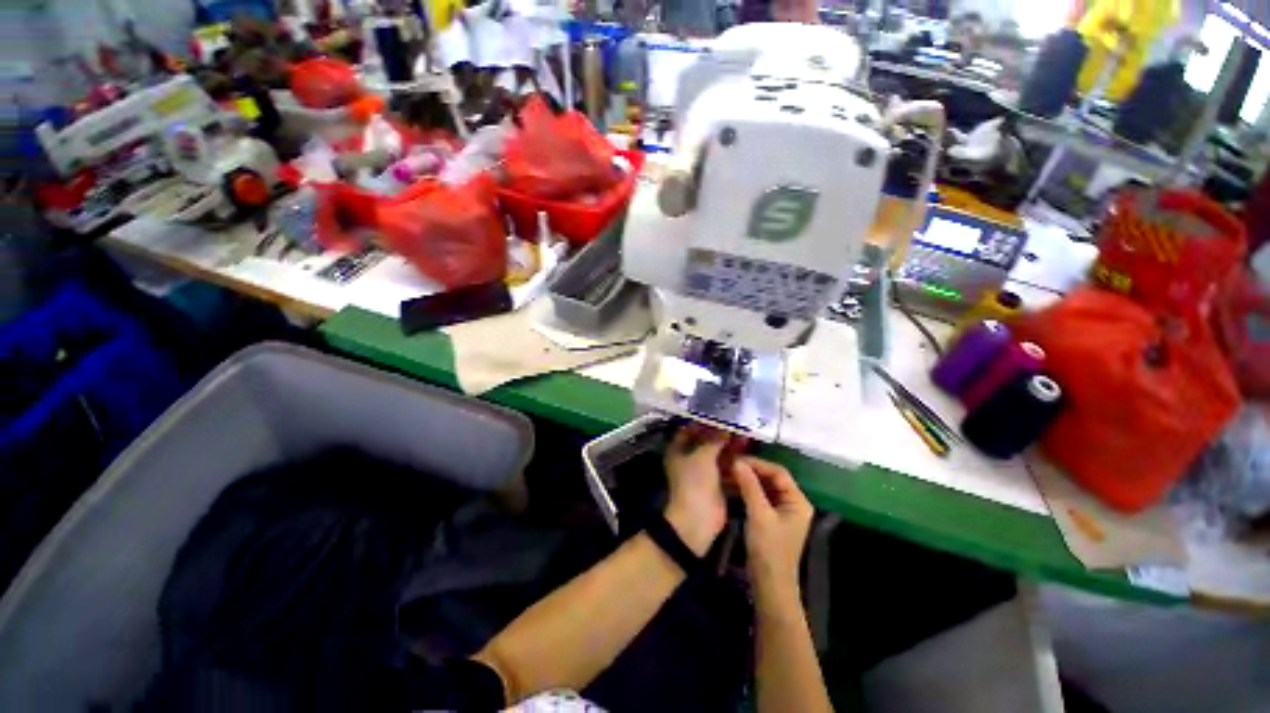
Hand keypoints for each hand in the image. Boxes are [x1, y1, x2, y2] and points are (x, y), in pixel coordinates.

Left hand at [663, 425, 733, 555]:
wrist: (697, 519)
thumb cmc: (695, 482)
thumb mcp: (703, 456)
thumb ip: (715, 440)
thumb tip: (725, 428)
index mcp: (678, 450)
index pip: (688, 430)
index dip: (702, 423)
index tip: (719, 415)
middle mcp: (688, 459)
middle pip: (705, 443)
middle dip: (721, 436)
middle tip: (738, 426)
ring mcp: (702, 473)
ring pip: (718, 456)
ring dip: (731, 449)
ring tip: (746, 438)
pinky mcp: (715, 485)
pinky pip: (726, 470)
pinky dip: (735, 463)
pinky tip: (748, 456)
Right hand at [730, 457, 812, 613]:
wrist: (769, 586)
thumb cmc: (768, 550)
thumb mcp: (759, 515)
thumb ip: (750, 486)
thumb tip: (738, 462)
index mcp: (797, 501)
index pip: (778, 472)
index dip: (758, 464)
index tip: (737, 460)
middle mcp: (792, 503)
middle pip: (771, 478)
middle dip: (751, 471)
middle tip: (730, 465)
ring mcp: (781, 512)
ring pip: (764, 487)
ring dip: (747, 480)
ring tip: (728, 473)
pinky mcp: (771, 520)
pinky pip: (759, 498)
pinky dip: (746, 491)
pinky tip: (731, 487)